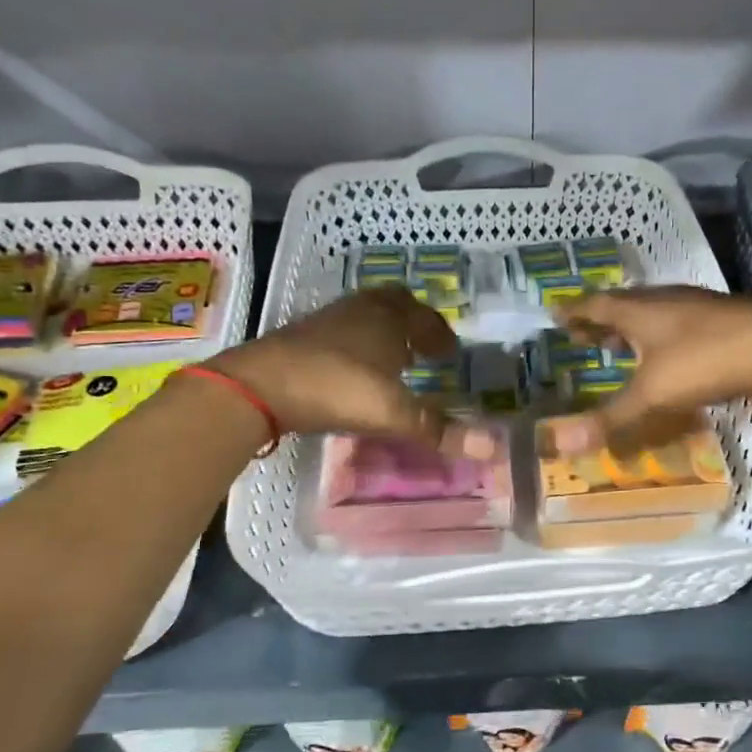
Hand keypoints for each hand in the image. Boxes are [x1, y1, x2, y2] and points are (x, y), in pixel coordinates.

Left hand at [206, 288, 496, 456]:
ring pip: (365, 315)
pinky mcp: (302, 337)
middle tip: (424, 345)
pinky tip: (355, 370)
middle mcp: (360, 311)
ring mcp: (328, 321)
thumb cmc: (337, 388)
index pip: (423, 316)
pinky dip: (358, 343)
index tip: (449, 351)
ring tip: (393, 358)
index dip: (439, 333)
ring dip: (383, 331)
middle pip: (393, 303)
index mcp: (389, 319)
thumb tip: (491, 448)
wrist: (260, 385)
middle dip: (413, 321)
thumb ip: (438, 430)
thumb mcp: (392, 413)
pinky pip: (342, 330)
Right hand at [549, 287, 751, 452]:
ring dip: (630, 326)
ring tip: (618, 342)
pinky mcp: (720, 320)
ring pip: (652, 313)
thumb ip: (609, 418)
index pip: (595, 305)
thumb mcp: (652, 393)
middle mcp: (664, 301)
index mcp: (639, 310)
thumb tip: (559, 444)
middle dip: (599, 320)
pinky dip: (659, 334)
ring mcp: (695, 307)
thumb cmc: (704, 361)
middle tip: (581, 333)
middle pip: (623, 306)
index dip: (574, 312)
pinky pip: (676, 322)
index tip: (555, 314)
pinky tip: (666, 351)